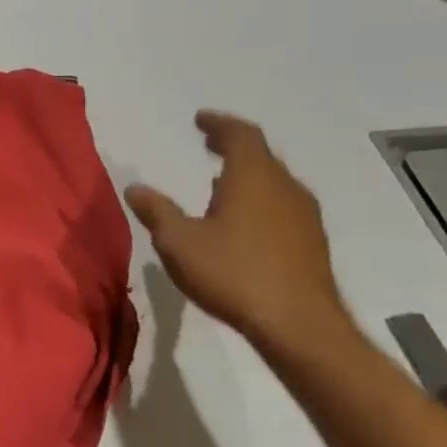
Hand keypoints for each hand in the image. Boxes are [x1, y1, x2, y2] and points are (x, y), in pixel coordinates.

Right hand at [125, 112, 354, 355]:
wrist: (300, 326)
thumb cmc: (234, 273)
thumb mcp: (178, 242)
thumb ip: (157, 211)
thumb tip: (135, 188)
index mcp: (253, 178)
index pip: (241, 135)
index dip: (219, 123)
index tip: (200, 120)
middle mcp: (284, 188)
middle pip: (261, 155)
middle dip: (232, 145)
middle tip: (208, 143)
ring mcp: (304, 216)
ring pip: (273, 181)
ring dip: (246, 174)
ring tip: (218, 180)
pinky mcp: (311, 242)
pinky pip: (281, 205)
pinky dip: (258, 198)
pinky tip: (241, 219)